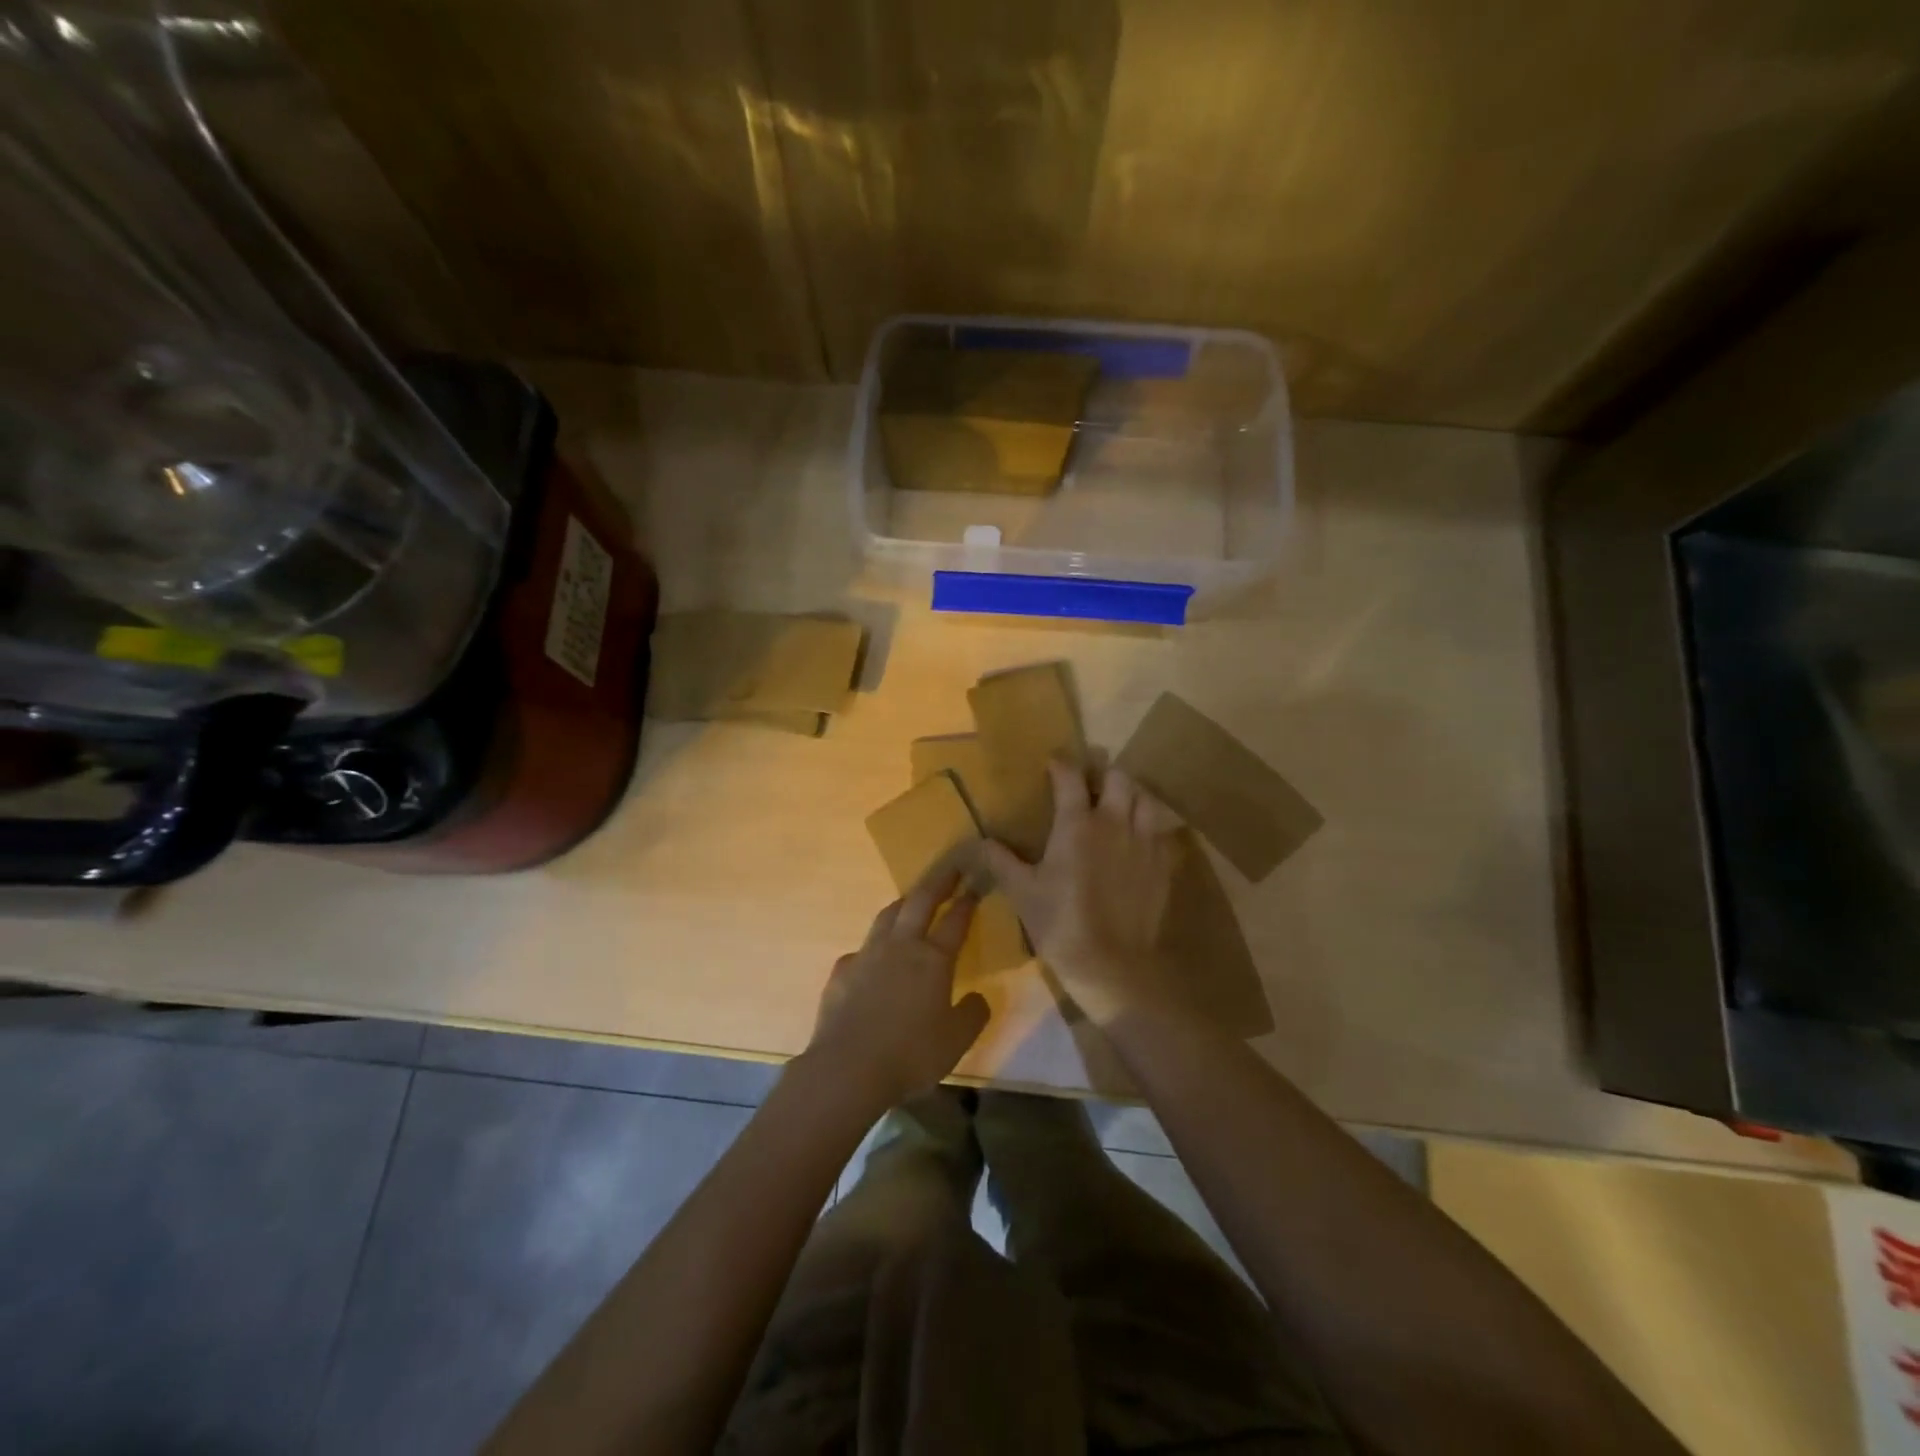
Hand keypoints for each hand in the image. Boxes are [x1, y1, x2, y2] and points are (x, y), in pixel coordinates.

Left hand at [805, 869, 991, 1110]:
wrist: (847, 1069)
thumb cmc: (910, 1055)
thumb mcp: (956, 1041)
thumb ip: (972, 1015)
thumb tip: (977, 998)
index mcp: (933, 960)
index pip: (955, 921)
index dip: (967, 901)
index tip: (975, 883)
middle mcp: (900, 946)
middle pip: (920, 902)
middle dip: (938, 881)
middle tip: (950, 867)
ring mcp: (867, 955)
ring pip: (887, 916)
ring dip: (903, 903)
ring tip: (911, 900)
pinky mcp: (841, 972)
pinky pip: (861, 949)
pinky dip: (873, 946)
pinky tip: (873, 958)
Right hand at [983, 761, 1184, 1026]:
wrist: (1111, 965)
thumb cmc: (1060, 923)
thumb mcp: (1021, 892)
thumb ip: (1000, 861)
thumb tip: (977, 841)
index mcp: (1078, 824)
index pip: (1070, 777)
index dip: (1060, 764)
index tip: (1053, 763)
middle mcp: (1115, 823)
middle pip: (1118, 777)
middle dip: (1103, 774)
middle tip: (1090, 785)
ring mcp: (1144, 842)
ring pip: (1145, 799)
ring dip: (1131, 795)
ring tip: (1118, 805)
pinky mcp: (1163, 865)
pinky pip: (1161, 831)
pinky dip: (1149, 826)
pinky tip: (1138, 840)